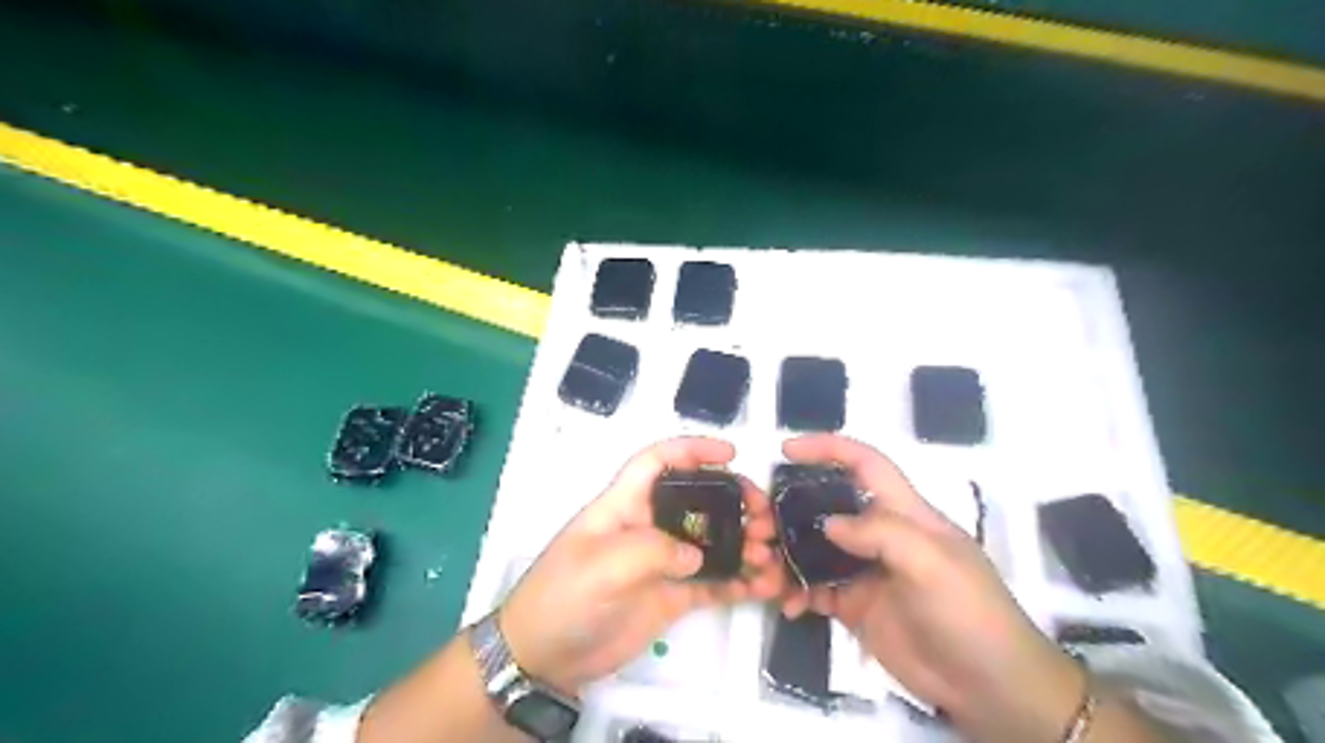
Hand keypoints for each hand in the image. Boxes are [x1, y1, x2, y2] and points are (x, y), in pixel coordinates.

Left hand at [504, 434, 777, 696]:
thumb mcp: (601, 566)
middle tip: (764, 518)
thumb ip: (652, 550)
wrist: (545, 658)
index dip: (692, 450)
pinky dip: (740, 582)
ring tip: (770, 557)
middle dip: (735, 501)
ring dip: (745, 544)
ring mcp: (663, 562)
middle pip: (698, 500)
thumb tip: (696, 555)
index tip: (731, 453)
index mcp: (624, 505)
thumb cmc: (563, 597)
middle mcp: (648, 527)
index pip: (658, 462)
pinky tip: (764, 587)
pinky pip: (713, 583)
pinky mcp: (673, 596)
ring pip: (713, 542)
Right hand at [778, 435, 1079, 742]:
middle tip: (759, 524)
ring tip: (763, 570)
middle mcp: (881, 535)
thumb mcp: (933, 564)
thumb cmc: (970, 614)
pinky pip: (816, 589)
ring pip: (815, 549)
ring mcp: (866, 571)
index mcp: (905, 513)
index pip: (865, 464)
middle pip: (828, 506)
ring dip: (787, 555)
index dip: (828, 448)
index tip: (787, 450)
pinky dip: (796, 592)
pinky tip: (787, 605)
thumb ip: (881, 534)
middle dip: (790, 509)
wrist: (990, 689)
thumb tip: (827, 523)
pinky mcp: (856, 606)